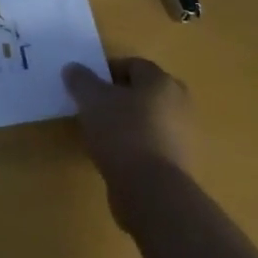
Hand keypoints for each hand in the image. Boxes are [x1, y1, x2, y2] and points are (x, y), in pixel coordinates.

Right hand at [63, 56, 191, 177]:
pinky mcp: (180, 166)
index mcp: (161, 81)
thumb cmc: (122, 132)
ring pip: (149, 120)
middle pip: (144, 92)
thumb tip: (73, 69)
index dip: (107, 72)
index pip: (133, 65)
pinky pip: (153, 145)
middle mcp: (179, 104)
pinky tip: (116, 157)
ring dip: (128, 123)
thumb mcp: (91, 99)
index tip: (88, 87)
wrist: (152, 192)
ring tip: (102, 135)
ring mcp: (184, 137)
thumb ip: (81, 80)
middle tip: (96, 108)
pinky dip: (136, 147)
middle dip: (120, 97)